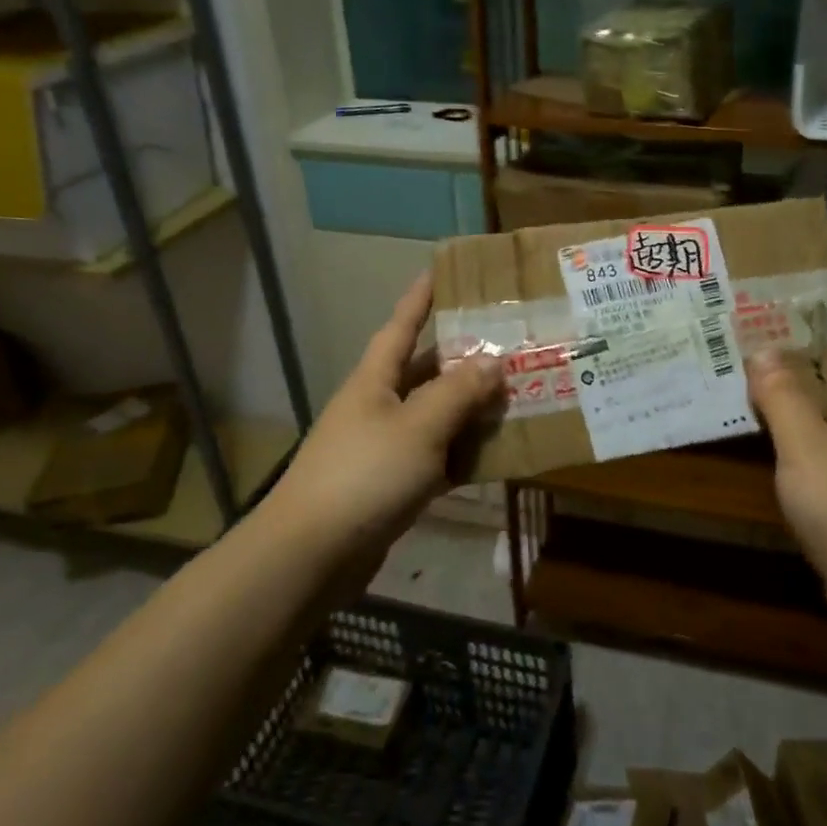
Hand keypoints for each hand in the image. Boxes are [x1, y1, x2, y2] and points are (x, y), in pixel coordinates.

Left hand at [259, 273, 502, 587]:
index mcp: (374, 381)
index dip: (420, 298)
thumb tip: (493, 361)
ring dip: (469, 409)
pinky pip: (435, 458)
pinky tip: (495, 455)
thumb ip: (458, 392)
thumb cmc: (365, 476)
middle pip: (423, 372)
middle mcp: (376, 407)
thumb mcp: (419, 427)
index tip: (440, 271)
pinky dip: (462, 455)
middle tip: (508, 344)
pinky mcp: (390, 486)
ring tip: (514, 396)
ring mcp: (382, 448)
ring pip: (434, 417)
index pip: (400, 326)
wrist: (312, 554)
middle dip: (462, 358)